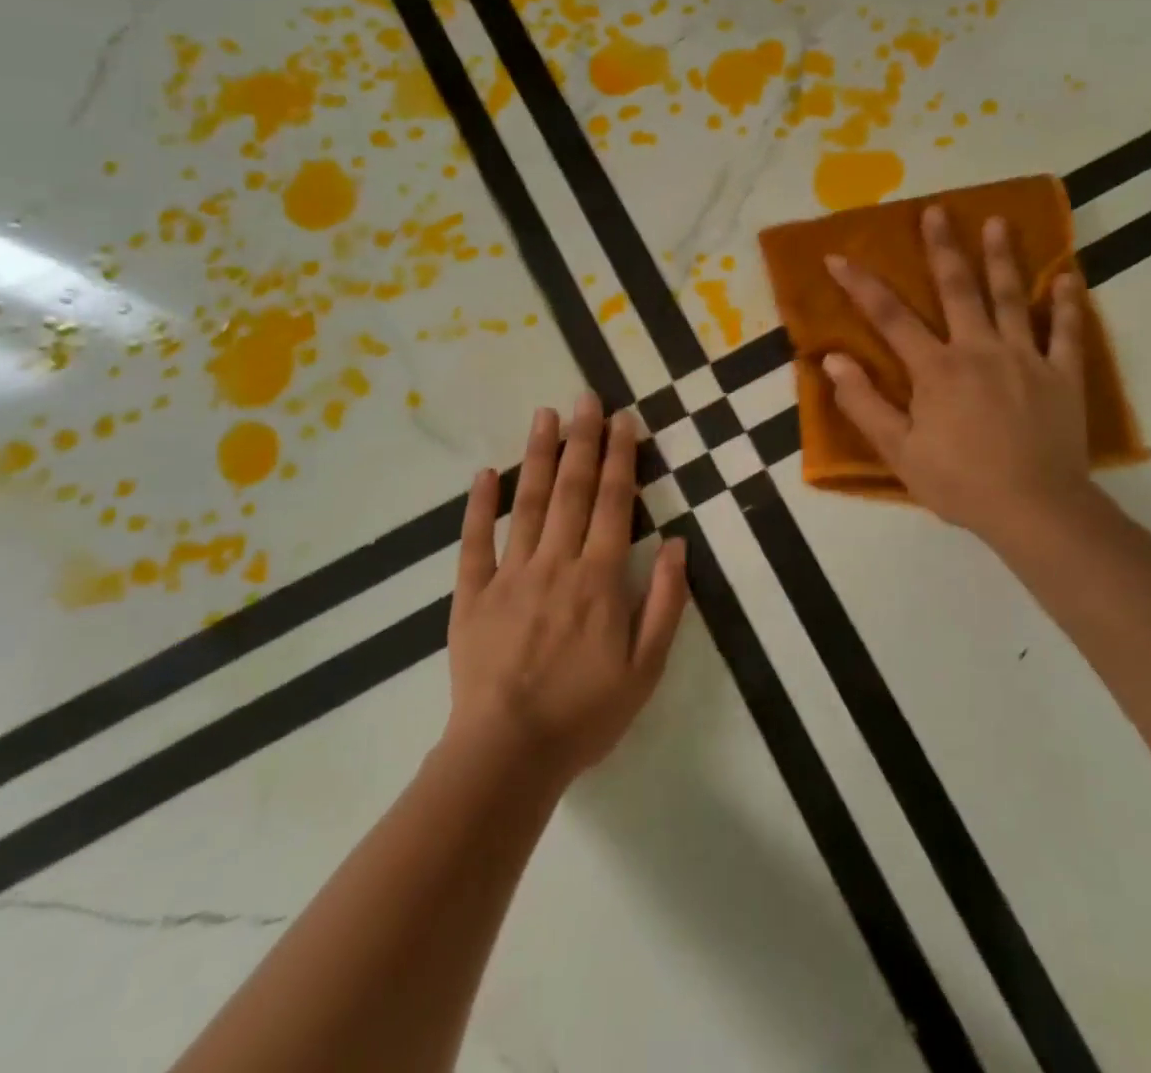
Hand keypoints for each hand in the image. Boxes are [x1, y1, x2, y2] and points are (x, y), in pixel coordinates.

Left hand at [446, 392, 687, 782]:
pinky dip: (479, 507)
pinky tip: (483, 474)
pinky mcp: (472, 595)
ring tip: (544, 415)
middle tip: (586, 397)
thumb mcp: (646, 667)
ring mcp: (510, 575)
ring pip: (527, 504)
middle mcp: (556, 563)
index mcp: (600, 578)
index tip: (622, 421)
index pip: (613, 503)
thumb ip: (665, 602)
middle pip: (572, 490)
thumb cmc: (585, 713)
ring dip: (537, 456)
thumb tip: (678, 543)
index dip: (620, 458)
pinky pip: (475, 543)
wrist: (507, 754)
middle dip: (582, 441)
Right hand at [824, 206, 1093, 549]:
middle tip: (937, 210)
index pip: (890, 317)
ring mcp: (1026, 358)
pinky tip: (1069, 276)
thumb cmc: (960, 483)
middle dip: (943, 248)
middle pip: (958, 289)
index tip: (837, 256)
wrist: (1035, 510)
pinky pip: (1068, 332)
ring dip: (1003, 258)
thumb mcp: (899, 451)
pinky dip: (1069, 303)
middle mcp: (980, 350)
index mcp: (937, 369)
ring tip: (998, 221)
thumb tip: (832, 361)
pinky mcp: (1063, 376)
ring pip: (1013, 297)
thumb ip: (864, 403)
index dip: (861, 285)